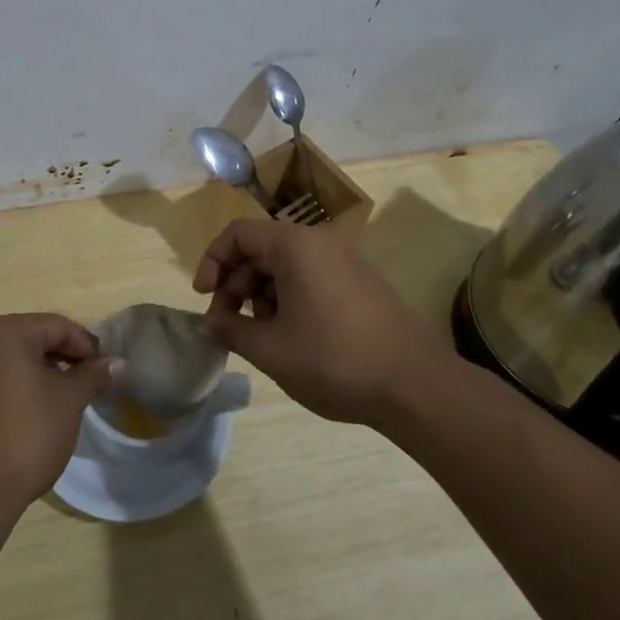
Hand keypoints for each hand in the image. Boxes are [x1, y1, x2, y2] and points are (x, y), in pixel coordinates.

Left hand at [0, 314, 114, 510]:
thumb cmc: (27, 435)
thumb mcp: (70, 402)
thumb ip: (93, 375)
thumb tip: (116, 363)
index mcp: (6, 332)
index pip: (57, 326)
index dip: (86, 345)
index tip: (105, 368)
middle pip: (31, 337)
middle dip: (62, 356)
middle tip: (86, 381)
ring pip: (9, 358)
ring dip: (38, 370)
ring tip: (61, 397)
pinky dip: (13, 385)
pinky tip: (29, 411)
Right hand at [194, 219, 440, 424]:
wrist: (415, 385)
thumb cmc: (333, 360)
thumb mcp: (270, 349)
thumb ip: (230, 329)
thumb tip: (210, 323)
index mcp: (295, 245)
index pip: (238, 233)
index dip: (212, 261)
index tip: (204, 298)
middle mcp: (320, 242)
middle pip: (261, 249)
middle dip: (235, 285)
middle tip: (227, 326)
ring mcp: (345, 262)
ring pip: (286, 267)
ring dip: (261, 297)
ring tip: (261, 338)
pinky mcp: (361, 284)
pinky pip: (311, 279)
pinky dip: (289, 301)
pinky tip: (292, 339)